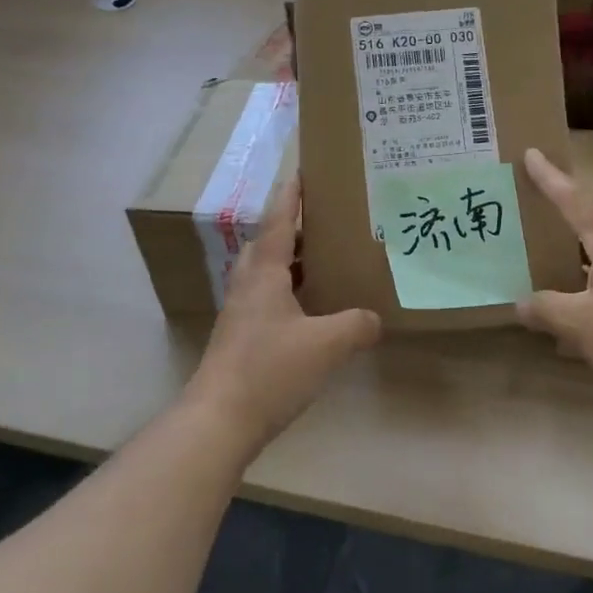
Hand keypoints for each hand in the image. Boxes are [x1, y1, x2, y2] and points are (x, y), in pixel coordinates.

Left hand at [189, 178, 381, 448]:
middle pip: (270, 245)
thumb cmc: (270, 370)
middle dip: (295, 229)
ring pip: (267, 274)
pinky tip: (312, 312)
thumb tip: (375, 319)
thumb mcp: (327, 345)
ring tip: (325, 263)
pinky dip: (290, 293)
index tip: (303, 171)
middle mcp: (248, 286)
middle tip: (326, 224)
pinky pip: (268, 300)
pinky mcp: (240, 339)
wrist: (218, 421)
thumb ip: (356, 325)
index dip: (292, 196)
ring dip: (292, 263)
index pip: (280, 222)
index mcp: (265, 274)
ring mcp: (241, 314)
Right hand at [516, 148, 592, 413]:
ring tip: (554, 260)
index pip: (575, 201)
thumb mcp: (580, 326)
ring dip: (581, 255)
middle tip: (538, 204)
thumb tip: (520, 303)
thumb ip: (546, 310)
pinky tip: (585, 309)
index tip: (532, 154)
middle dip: (566, 214)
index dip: (551, 179)